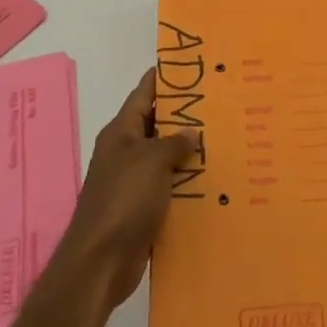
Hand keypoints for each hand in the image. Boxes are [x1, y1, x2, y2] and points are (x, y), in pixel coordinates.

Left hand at [58, 69, 199, 309]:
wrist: (101, 261)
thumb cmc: (124, 200)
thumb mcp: (153, 161)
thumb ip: (174, 142)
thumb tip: (192, 133)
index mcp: (121, 133)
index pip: (143, 94)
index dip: (163, 78)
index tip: (189, 65)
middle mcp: (125, 152)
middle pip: (156, 125)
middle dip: (184, 115)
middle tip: (220, 103)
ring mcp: (133, 182)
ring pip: (165, 157)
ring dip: (189, 151)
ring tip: (225, 138)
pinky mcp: (142, 208)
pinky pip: (169, 186)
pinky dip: (187, 182)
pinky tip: (213, 180)